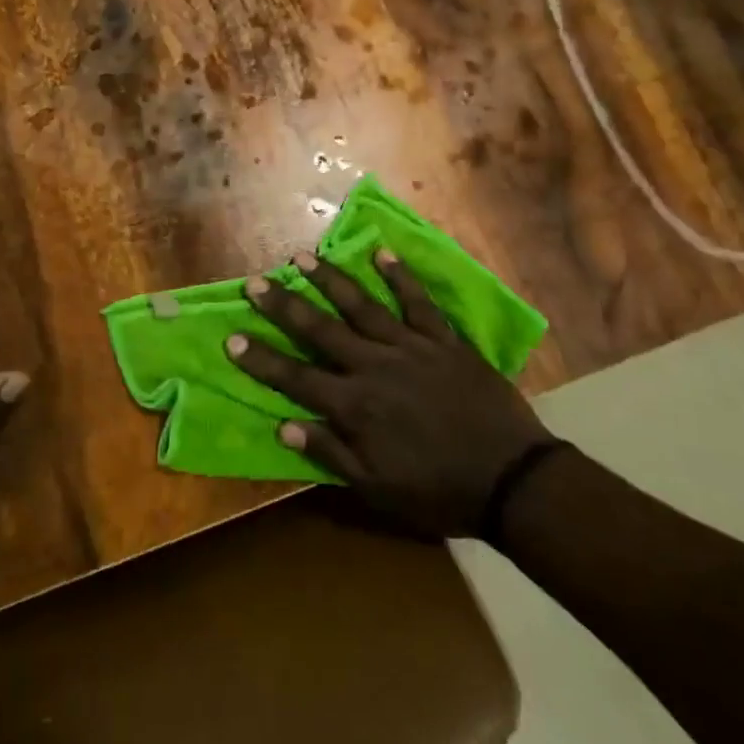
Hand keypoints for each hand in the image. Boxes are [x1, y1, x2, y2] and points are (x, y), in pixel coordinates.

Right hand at [227, 249, 553, 537]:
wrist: (511, 479)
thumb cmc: (440, 490)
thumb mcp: (378, 490)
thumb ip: (331, 454)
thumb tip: (283, 425)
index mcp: (355, 406)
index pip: (296, 377)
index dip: (262, 358)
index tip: (231, 337)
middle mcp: (374, 366)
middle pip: (320, 329)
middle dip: (284, 305)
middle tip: (256, 282)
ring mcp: (410, 347)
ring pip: (361, 306)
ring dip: (330, 280)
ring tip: (302, 257)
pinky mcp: (443, 339)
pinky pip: (418, 302)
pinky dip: (400, 277)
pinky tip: (381, 253)